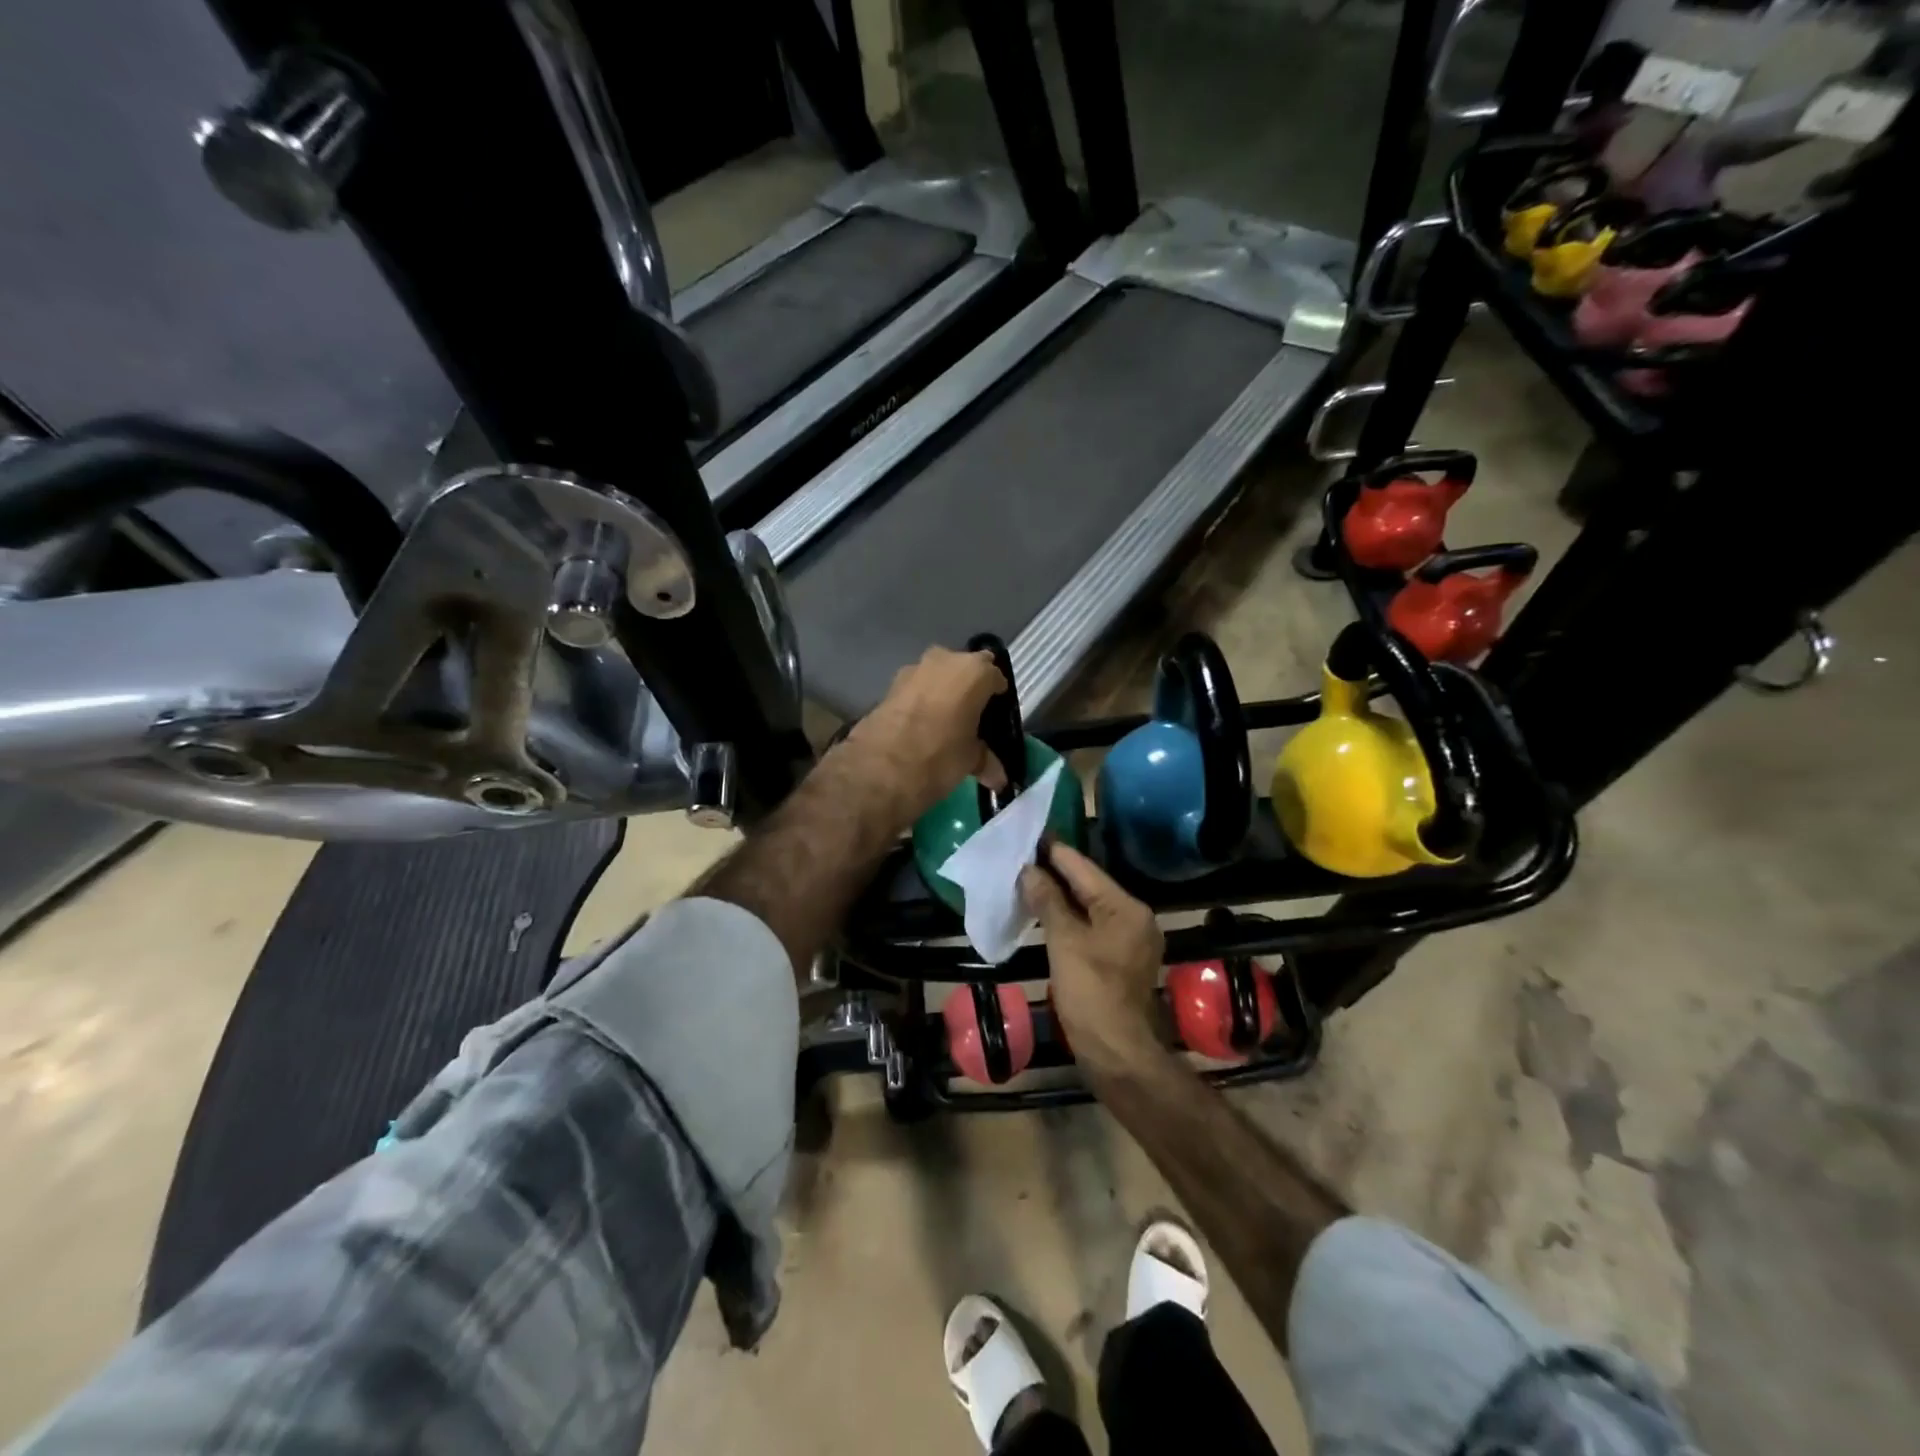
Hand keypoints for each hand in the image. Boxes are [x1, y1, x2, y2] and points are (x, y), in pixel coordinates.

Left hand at [841, 647, 1009, 826]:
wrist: (880, 767)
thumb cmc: (940, 756)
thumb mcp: (970, 760)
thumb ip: (986, 760)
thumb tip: (999, 778)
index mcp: (974, 672)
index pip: (995, 677)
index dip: (997, 698)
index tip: (996, 718)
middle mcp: (945, 660)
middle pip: (965, 669)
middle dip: (969, 689)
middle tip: (971, 718)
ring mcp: (913, 669)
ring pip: (937, 676)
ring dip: (942, 693)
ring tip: (945, 724)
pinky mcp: (890, 685)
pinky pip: (916, 689)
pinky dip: (921, 702)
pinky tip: (921, 727)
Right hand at [1020, 844, 1163, 1075]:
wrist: (1116, 1052)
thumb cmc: (1091, 992)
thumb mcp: (1064, 941)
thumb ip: (1048, 901)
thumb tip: (1029, 870)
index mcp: (1126, 907)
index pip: (1084, 868)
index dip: (1054, 851)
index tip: (1028, 834)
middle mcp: (1133, 917)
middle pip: (1088, 886)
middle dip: (1054, 874)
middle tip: (1019, 858)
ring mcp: (1129, 941)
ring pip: (1088, 908)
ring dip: (1058, 897)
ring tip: (1024, 882)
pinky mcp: (1119, 961)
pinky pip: (1090, 928)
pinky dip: (1067, 920)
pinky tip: (1043, 916)